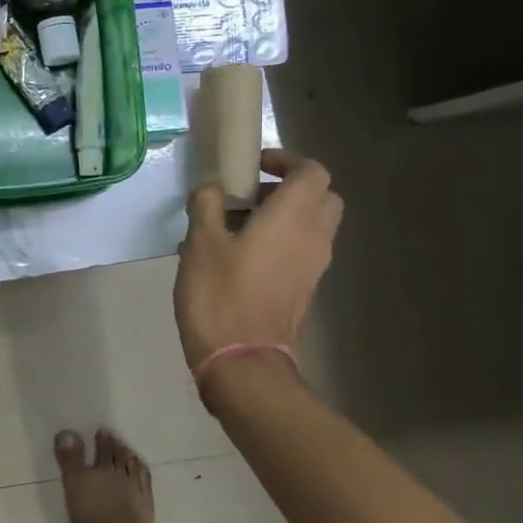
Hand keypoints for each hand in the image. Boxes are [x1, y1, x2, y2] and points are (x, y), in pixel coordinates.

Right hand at [174, 149, 343, 376]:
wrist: (243, 362)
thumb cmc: (220, 295)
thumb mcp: (200, 243)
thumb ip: (207, 205)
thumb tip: (211, 187)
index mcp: (292, 217)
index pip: (312, 171)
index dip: (286, 160)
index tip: (253, 166)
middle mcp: (313, 237)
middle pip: (322, 196)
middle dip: (290, 187)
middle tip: (250, 193)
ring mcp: (312, 266)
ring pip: (313, 225)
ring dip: (284, 215)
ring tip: (236, 224)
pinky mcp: (304, 289)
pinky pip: (302, 250)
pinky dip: (281, 241)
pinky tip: (239, 255)